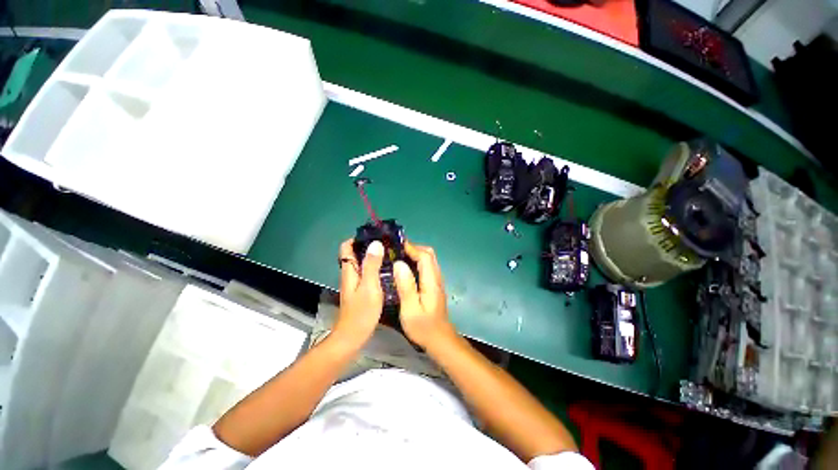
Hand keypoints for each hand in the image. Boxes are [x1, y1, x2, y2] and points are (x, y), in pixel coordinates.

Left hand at [334, 239, 384, 348]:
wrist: (353, 336)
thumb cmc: (361, 312)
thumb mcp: (369, 287)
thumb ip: (371, 265)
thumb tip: (375, 243)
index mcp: (349, 270)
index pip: (346, 247)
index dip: (357, 239)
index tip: (375, 236)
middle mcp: (350, 274)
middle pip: (355, 254)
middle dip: (369, 246)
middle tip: (387, 244)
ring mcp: (355, 282)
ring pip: (362, 263)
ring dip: (374, 256)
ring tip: (391, 254)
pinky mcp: (361, 290)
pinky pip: (367, 272)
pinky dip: (376, 267)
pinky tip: (388, 270)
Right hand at [393, 242, 455, 347]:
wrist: (439, 339)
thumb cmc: (423, 327)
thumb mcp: (410, 309)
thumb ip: (406, 286)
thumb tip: (399, 264)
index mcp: (431, 281)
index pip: (424, 256)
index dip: (411, 248)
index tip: (395, 246)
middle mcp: (436, 277)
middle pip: (429, 254)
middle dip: (413, 248)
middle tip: (396, 251)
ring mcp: (437, 281)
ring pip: (429, 259)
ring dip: (415, 254)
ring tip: (398, 257)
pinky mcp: (434, 285)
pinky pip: (427, 267)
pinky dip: (417, 262)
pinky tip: (405, 269)